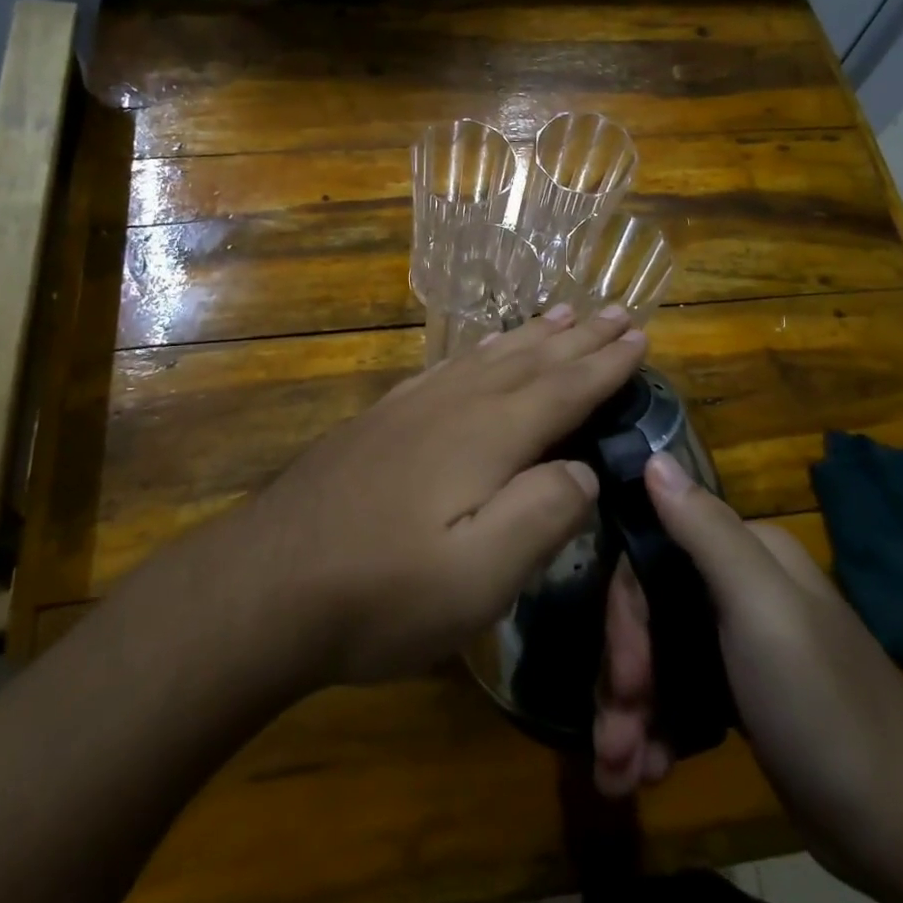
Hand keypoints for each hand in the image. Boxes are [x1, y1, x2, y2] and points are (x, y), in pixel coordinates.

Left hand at [236, 305, 646, 685]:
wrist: (263, 587)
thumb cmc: (381, 592)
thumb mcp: (479, 577)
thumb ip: (542, 515)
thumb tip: (583, 469)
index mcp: (486, 437)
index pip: (563, 389)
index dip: (605, 365)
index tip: (640, 336)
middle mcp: (452, 406)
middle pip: (529, 361)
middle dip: (578, 337)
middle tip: (614, 309)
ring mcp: (409, 409)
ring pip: (486, 357)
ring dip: (531, 336)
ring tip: (561, 312)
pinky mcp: (378, 422)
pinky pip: (444, 369)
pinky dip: (476, 352)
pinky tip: (477, 353)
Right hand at [594, 453, 902, 881]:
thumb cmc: (825, 707)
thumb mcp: (762, 609)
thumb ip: (704, 531)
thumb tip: (652, 456)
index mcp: (745, 555)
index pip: (650, 560)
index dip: (625, 619)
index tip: (623, 682)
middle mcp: (739, 587)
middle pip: (650, 614)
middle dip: (623, 680)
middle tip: (612, 747)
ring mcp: (740, 644)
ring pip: (659, 659)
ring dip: (631, 715)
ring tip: (619, 774)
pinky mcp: (743, 696)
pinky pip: (679, 696)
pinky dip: (656, 732)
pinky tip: (647, 771)